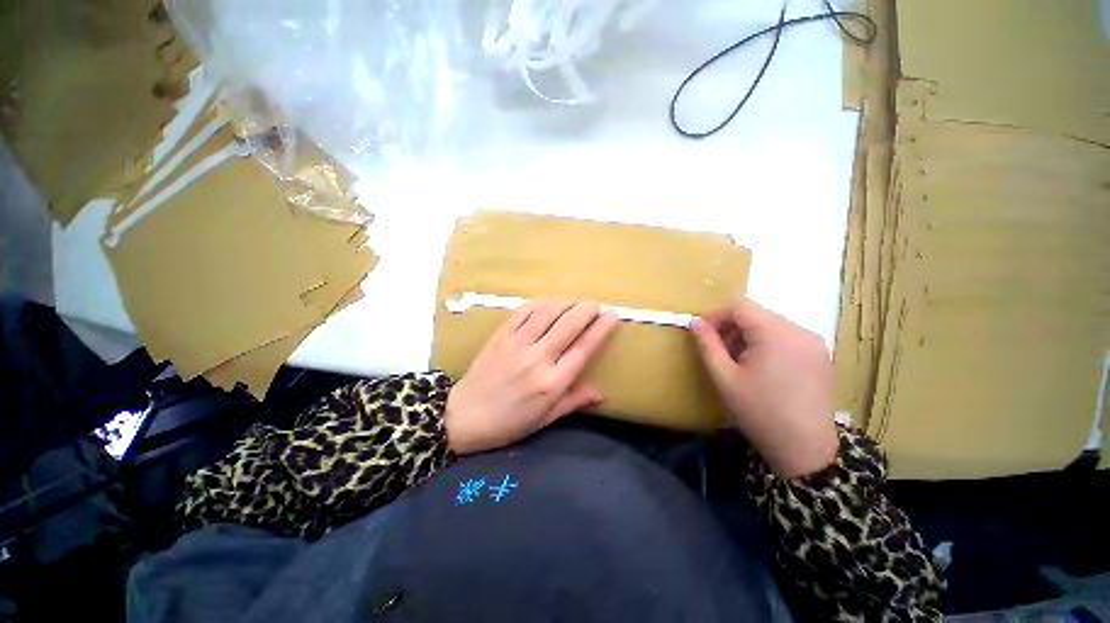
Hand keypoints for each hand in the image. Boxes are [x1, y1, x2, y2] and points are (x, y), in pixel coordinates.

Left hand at [445, 299, 619, 454]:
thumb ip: (574, 401)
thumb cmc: (509, 422)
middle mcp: (537, 358)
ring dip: (565, 302)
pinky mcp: (500, 335)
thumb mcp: (545, 419)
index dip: (601, 328)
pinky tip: (548, 301)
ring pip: (547, 312)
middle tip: (595, 304)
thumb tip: (603, 393)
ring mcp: (517, 343)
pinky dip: (540, 302)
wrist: (464, 416)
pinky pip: (523, 311)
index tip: (612, 314)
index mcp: (552, 382)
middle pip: (568, 324)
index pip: (583, 348)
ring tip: (575, 300)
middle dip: (586, 309)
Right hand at [690, 299, 838, 477]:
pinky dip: (766, 343)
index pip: (740, 306)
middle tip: (717, 351)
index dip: (716, 315)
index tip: (703, 335)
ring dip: (747, 335)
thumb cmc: (759, 412)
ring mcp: (814, 342)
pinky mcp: (819, 355)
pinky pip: (786, 337)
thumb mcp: (724, 378)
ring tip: (737, 361)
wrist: (805, 450)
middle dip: (731, 327)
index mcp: (776, 333)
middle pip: (756, 314)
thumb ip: (708, 345)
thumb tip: (695, 322)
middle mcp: (800, 330)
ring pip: (770, 324)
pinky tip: (760, 367)